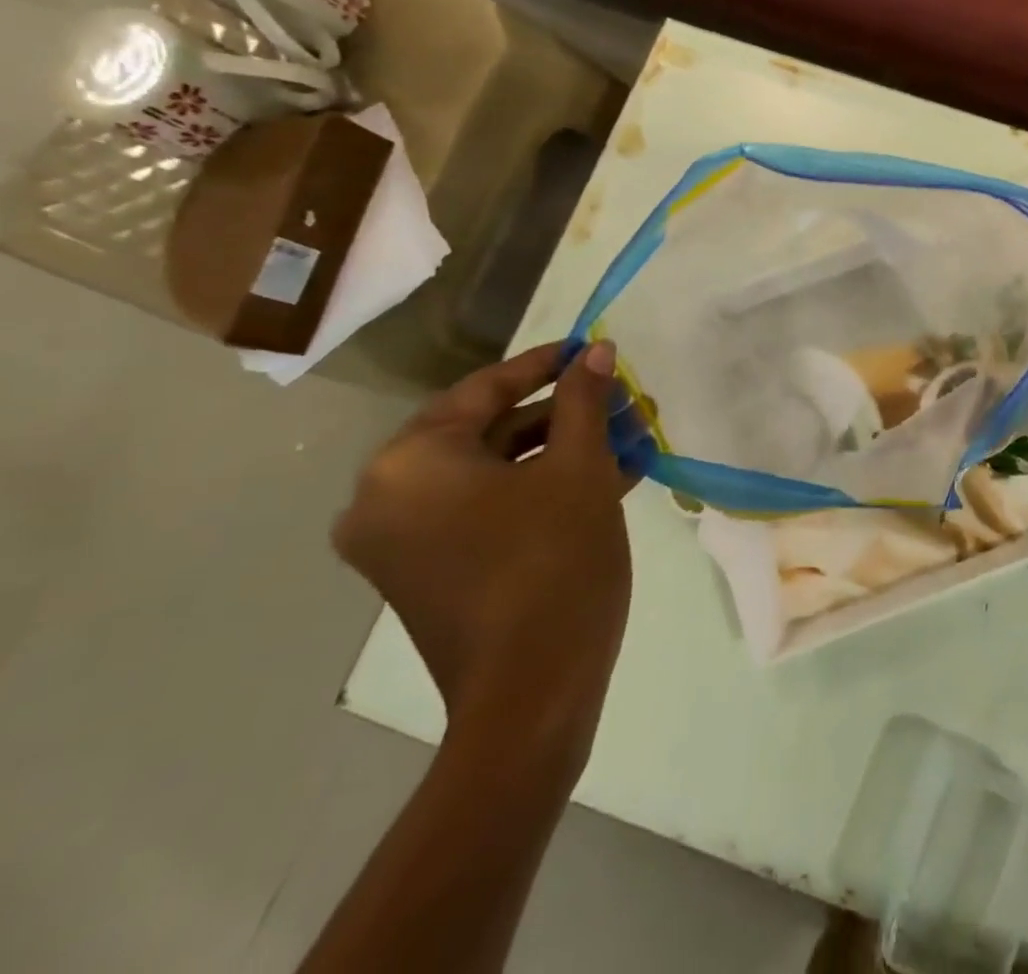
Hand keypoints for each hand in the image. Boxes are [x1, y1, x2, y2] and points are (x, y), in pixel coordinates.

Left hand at [333, 340, 635, 756]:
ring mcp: (403, 541)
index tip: (590, 348)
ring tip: (625, 435)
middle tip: (619, 397)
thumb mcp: (580, 469)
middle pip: (488, 430)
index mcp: (409, 463)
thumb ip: (584, 400)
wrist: (533, 694)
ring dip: (559, 450)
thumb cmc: (554, 563)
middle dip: (562, 412)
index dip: (545, 364)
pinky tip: (607, 476)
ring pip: (493, 472)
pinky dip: (539, 489)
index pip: (484, 389)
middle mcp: (387, 497)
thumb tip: (596, 350)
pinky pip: (487, 508)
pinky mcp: (428, 572)